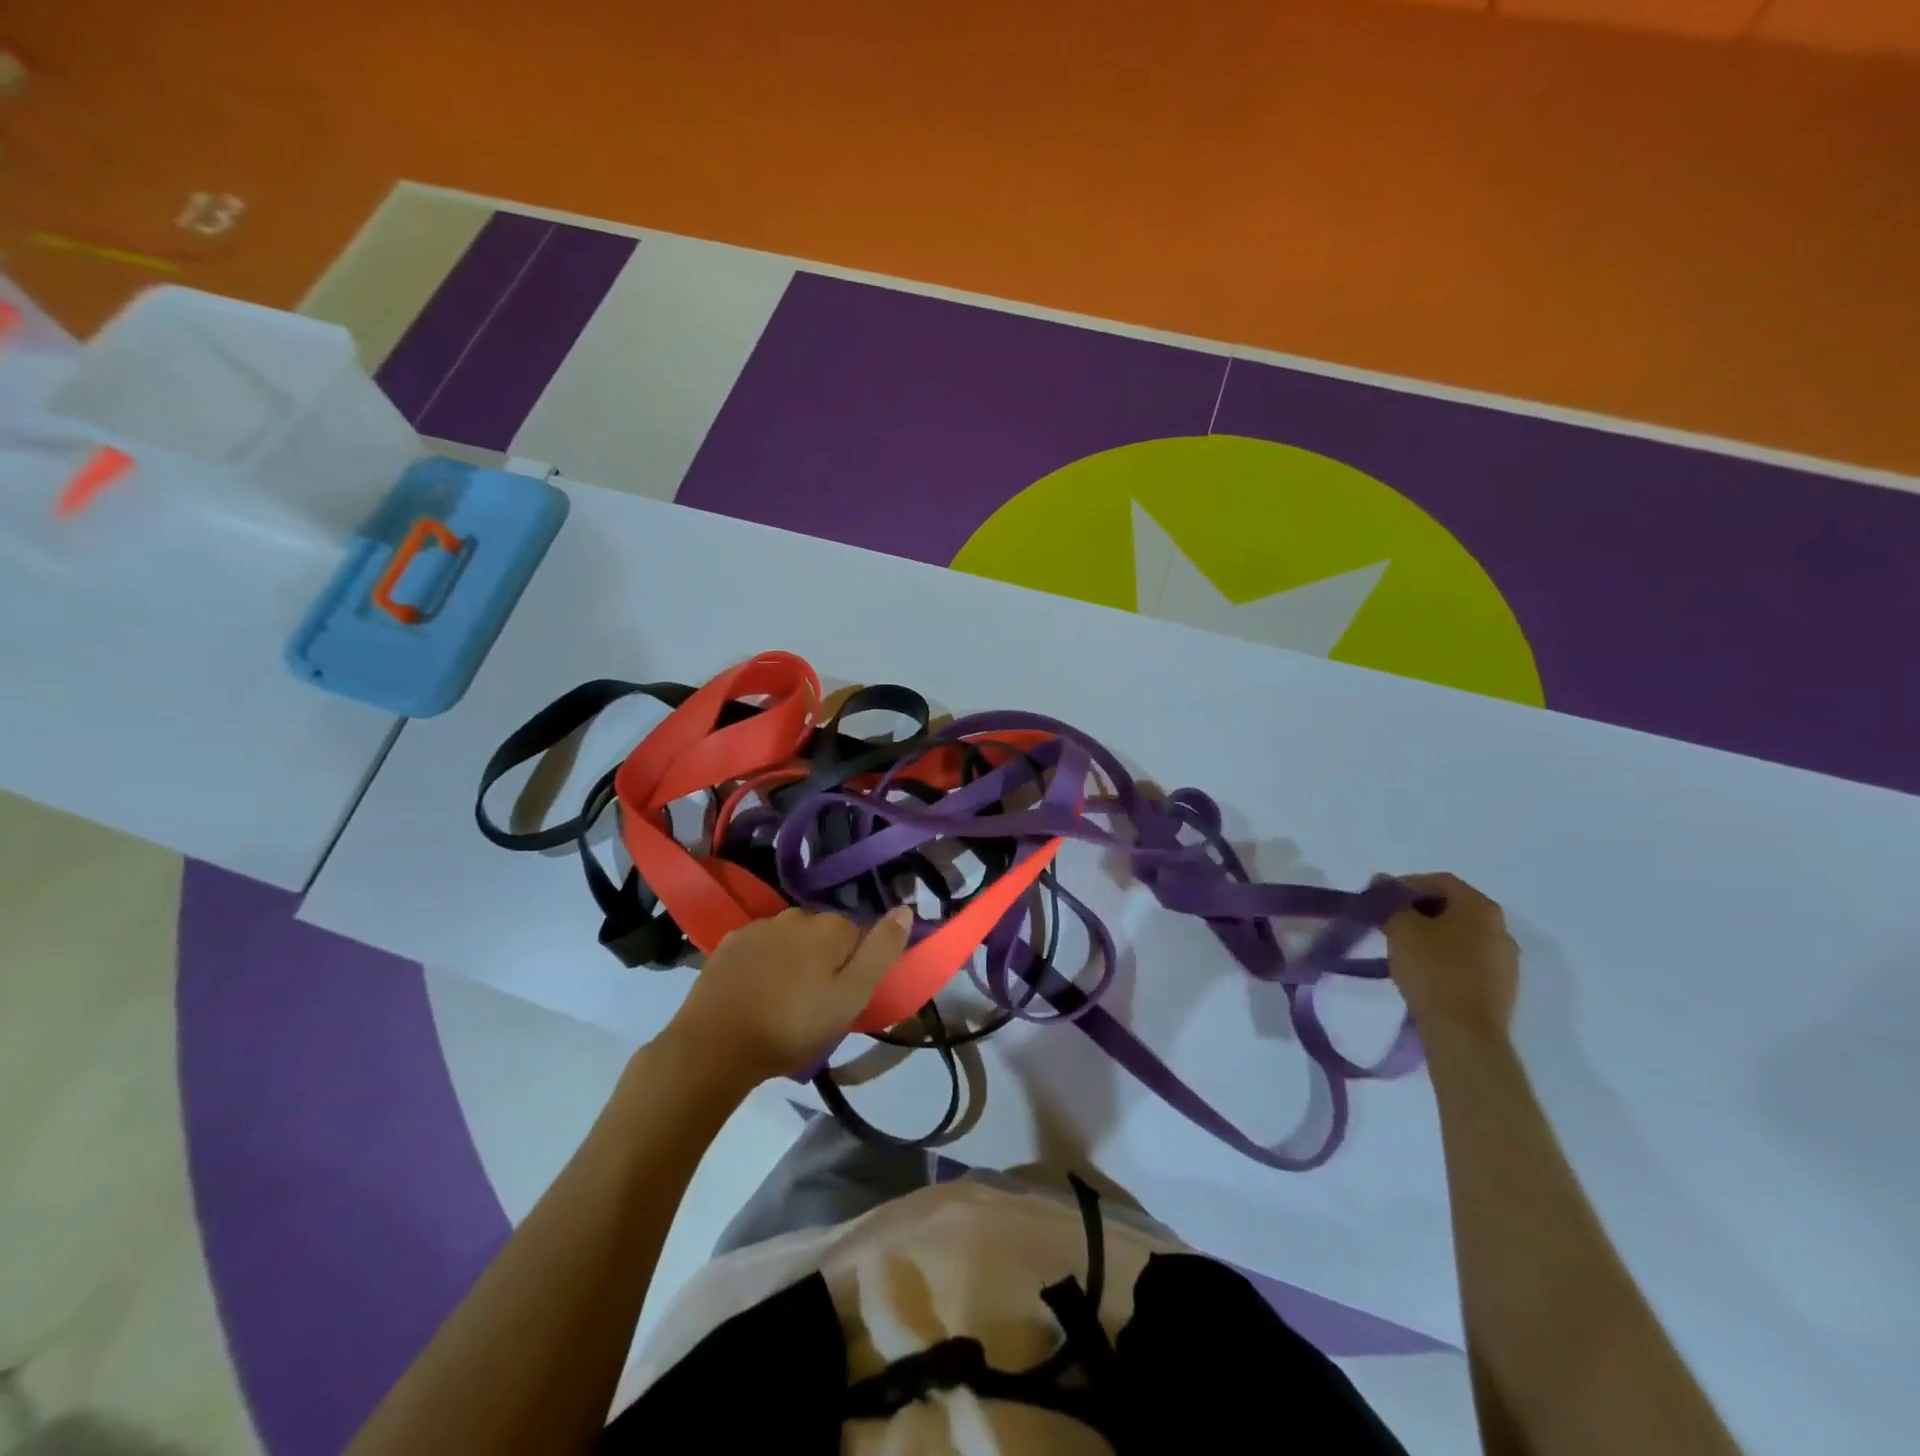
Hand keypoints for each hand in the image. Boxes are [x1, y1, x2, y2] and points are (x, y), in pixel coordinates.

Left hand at [665, 906, 913, 1085]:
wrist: (714, 1046)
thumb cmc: (792, 1026)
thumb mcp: (850, 998)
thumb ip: (882, 952)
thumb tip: (906, 909)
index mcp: (830, 927)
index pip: (859, 935)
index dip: (856, 966)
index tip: (845, 997)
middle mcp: (796, 915)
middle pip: (824, 934)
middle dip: (826, 959)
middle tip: (816, 1004)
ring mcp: (759, 927)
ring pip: (791, 938)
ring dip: (795, 959)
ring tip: (785, 1000)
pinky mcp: (730, 943)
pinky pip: (761, 946)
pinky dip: (765, 962)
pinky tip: (757, 992)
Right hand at [1385, 872, 1518, 1042]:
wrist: (1464, 1032)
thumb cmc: (1432, 969)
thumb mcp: (1401, 927)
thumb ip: (1393, 903)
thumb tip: (1386, 886)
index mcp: (1481, 907)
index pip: (1440, 881)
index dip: (1406, 884)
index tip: (1380, 898)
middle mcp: (1501, 928)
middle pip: (1454, 907)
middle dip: (1419, 910)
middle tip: (1389, 921)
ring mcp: (1506, 960)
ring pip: (1462, 936)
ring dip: (1433, 935)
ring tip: (1404, 948)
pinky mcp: (1502, 988)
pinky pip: (1469, 961)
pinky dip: (1446, 958)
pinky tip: (1425, 971)